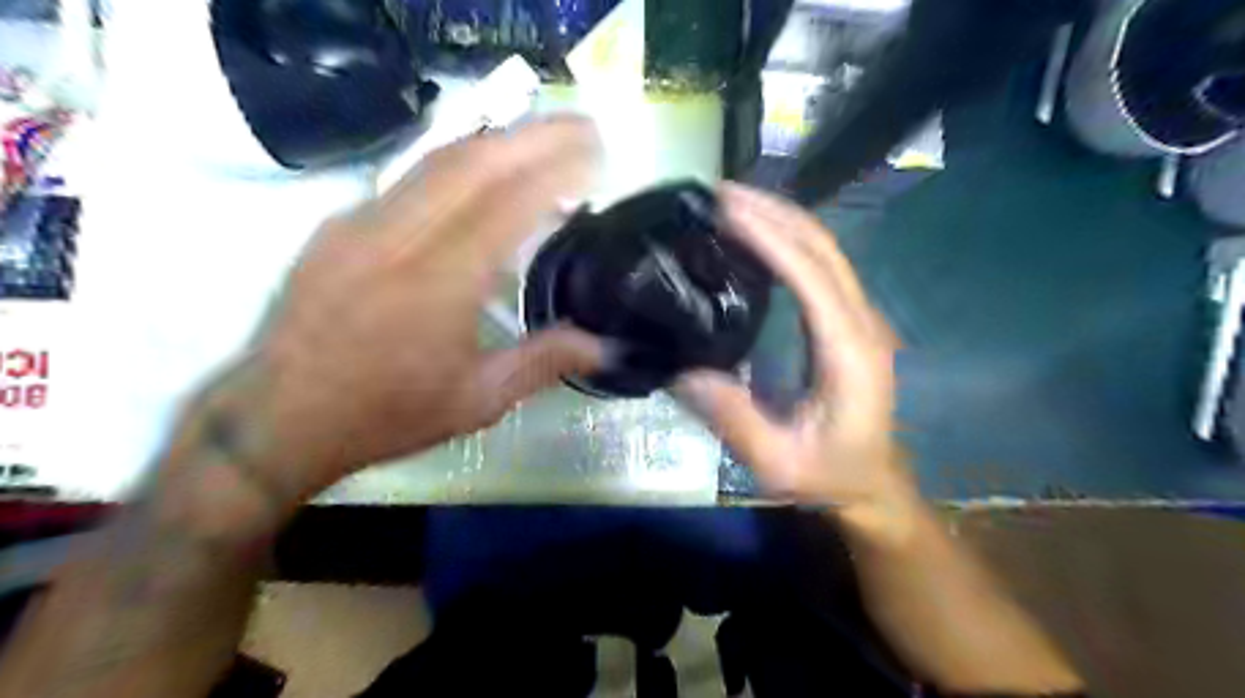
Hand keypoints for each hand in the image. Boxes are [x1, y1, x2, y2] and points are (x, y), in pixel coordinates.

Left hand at [232, 121, 607, 498]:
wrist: (278, 418)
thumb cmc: (385, 414)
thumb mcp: (477, 401)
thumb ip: (544, 363)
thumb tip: (605, 346)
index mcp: (439, 283)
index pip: (507, 203)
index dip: (557, 171)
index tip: (597, 158)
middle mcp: (398, 237)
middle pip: (474, 160)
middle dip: (537, 136)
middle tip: (584, 130)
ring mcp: (361, 223)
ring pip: (438, 159)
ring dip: (499, 141)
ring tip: (544, 141)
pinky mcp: (339, 225)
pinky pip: (409, 178)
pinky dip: (460, 164)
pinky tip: (483, 175)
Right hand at [677, 183, 917, 532]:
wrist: (870, 483)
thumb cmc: (827, 475)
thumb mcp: (776, 462)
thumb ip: (734, 420)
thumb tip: (682, 372)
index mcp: (849, 351)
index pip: (812, 275)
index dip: (770, 236)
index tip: (727, 209)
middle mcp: (861, 322)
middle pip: (823, 247)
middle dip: (773, 211)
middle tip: (719, 193)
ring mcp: (858, 317)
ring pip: (825, 249)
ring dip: (781, 218)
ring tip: (731, 203)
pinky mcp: (846, 320)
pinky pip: (820, 266)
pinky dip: (787, 239)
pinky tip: (755, 235)